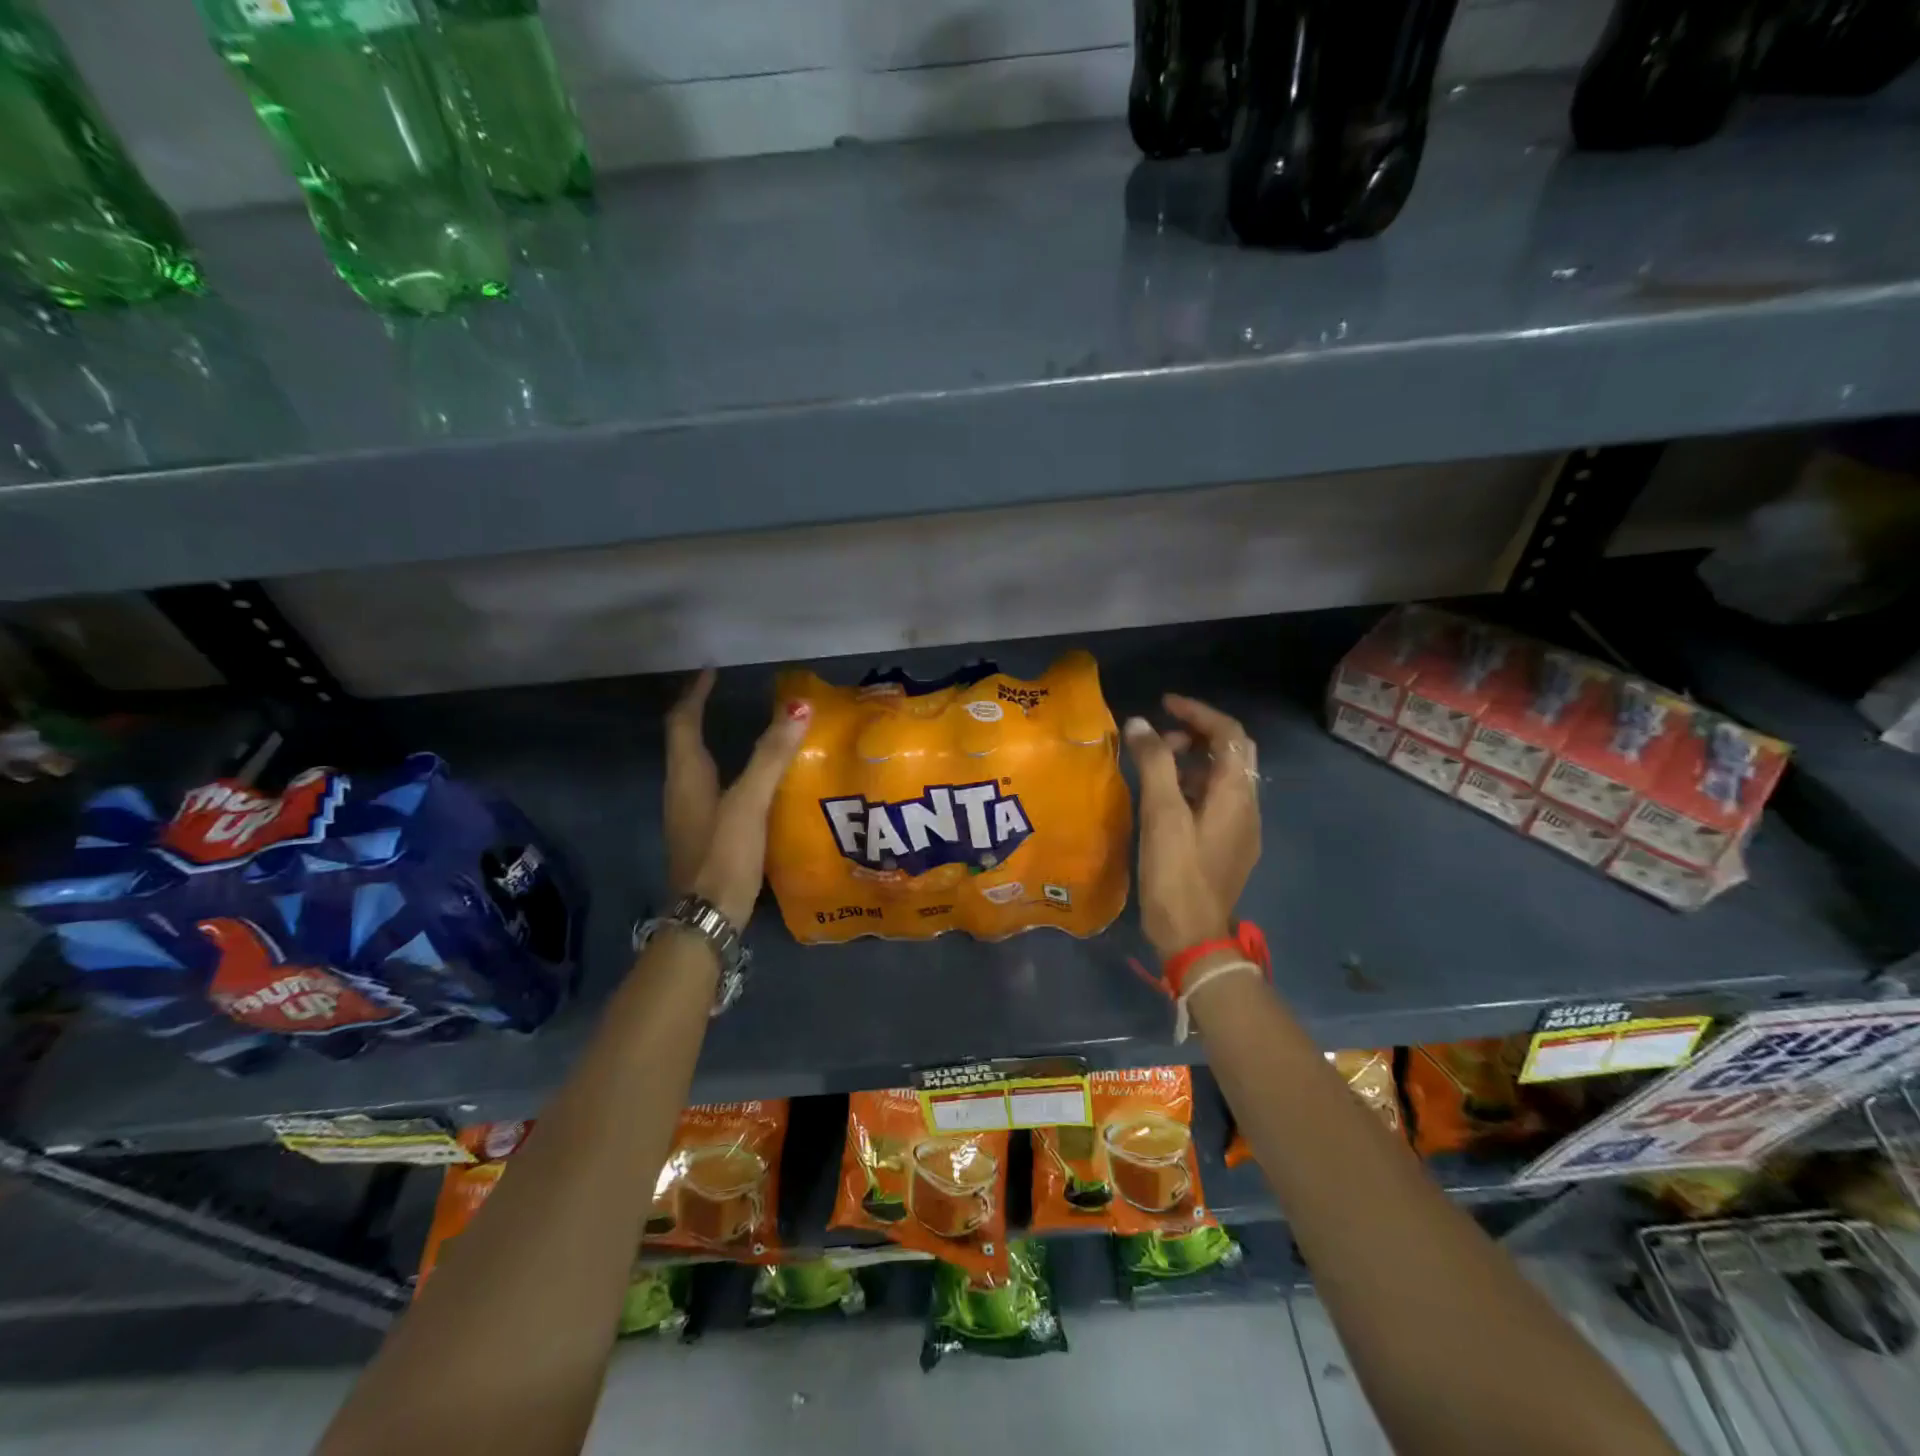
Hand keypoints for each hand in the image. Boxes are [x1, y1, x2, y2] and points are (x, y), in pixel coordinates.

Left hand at [663, 669, 811, 930]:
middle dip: (700, 714)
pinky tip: (753, 783)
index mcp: (686, 777)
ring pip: (697, 767)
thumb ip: (771, 755)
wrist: (707, 919)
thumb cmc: (723, 855)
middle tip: (726, 696)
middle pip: (685, 742)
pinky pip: (711, 790)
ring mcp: (690, 817)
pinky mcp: (704, 837)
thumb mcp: (749, 802)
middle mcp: (681, 792)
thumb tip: (798, 707)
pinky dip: (727, 772)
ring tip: (742, 730)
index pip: (682, 722)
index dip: (695, 694)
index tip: (711, 670)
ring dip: (713, 742)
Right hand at [1124, 695, 1260, 960]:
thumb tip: (1139, 723)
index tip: (1163, 705)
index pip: (1229, 734)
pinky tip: (1165, 799)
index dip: (1198, 712)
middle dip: (1198, 735)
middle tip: (1160, 738)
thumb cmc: (1177, 873)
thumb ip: (1154, 763)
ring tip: (1156, 766)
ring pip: (1223, 777)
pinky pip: (1216, 800)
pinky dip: (1193, 785)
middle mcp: (1247, 806)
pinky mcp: (1228, 846)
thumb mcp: (1162, 814)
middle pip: (1232, 753)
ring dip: (1194, 760)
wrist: (1193, 937)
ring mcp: (1241, 829)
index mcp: (1236, 794)